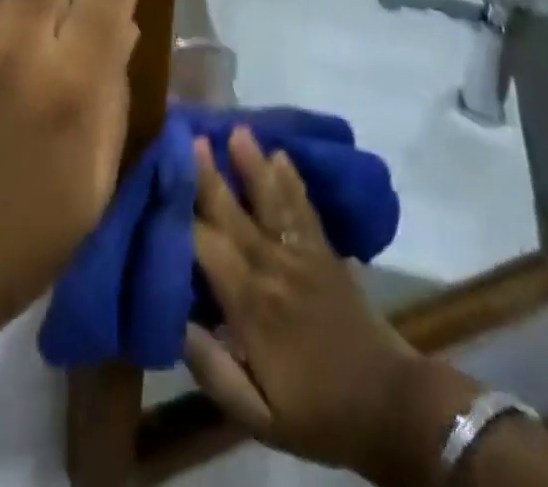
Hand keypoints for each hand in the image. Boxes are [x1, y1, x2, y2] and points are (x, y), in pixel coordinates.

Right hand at [186, 129, 473, 482]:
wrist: (390, 407)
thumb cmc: (318, 413)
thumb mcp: (259, 418)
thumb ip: (215, 371)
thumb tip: (176, 323)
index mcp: (251, 306)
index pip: (205, 248)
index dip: (180, 215)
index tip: (157, 184)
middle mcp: (273, 268)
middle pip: (233, 213)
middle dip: (207, 174)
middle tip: (189, 135)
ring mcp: (302, 255)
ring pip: (271, 201)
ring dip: (251, 164)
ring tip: (237, 130)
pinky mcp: (326, 251)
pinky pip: (304, 208)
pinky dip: (292, 180)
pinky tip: (281, 153)